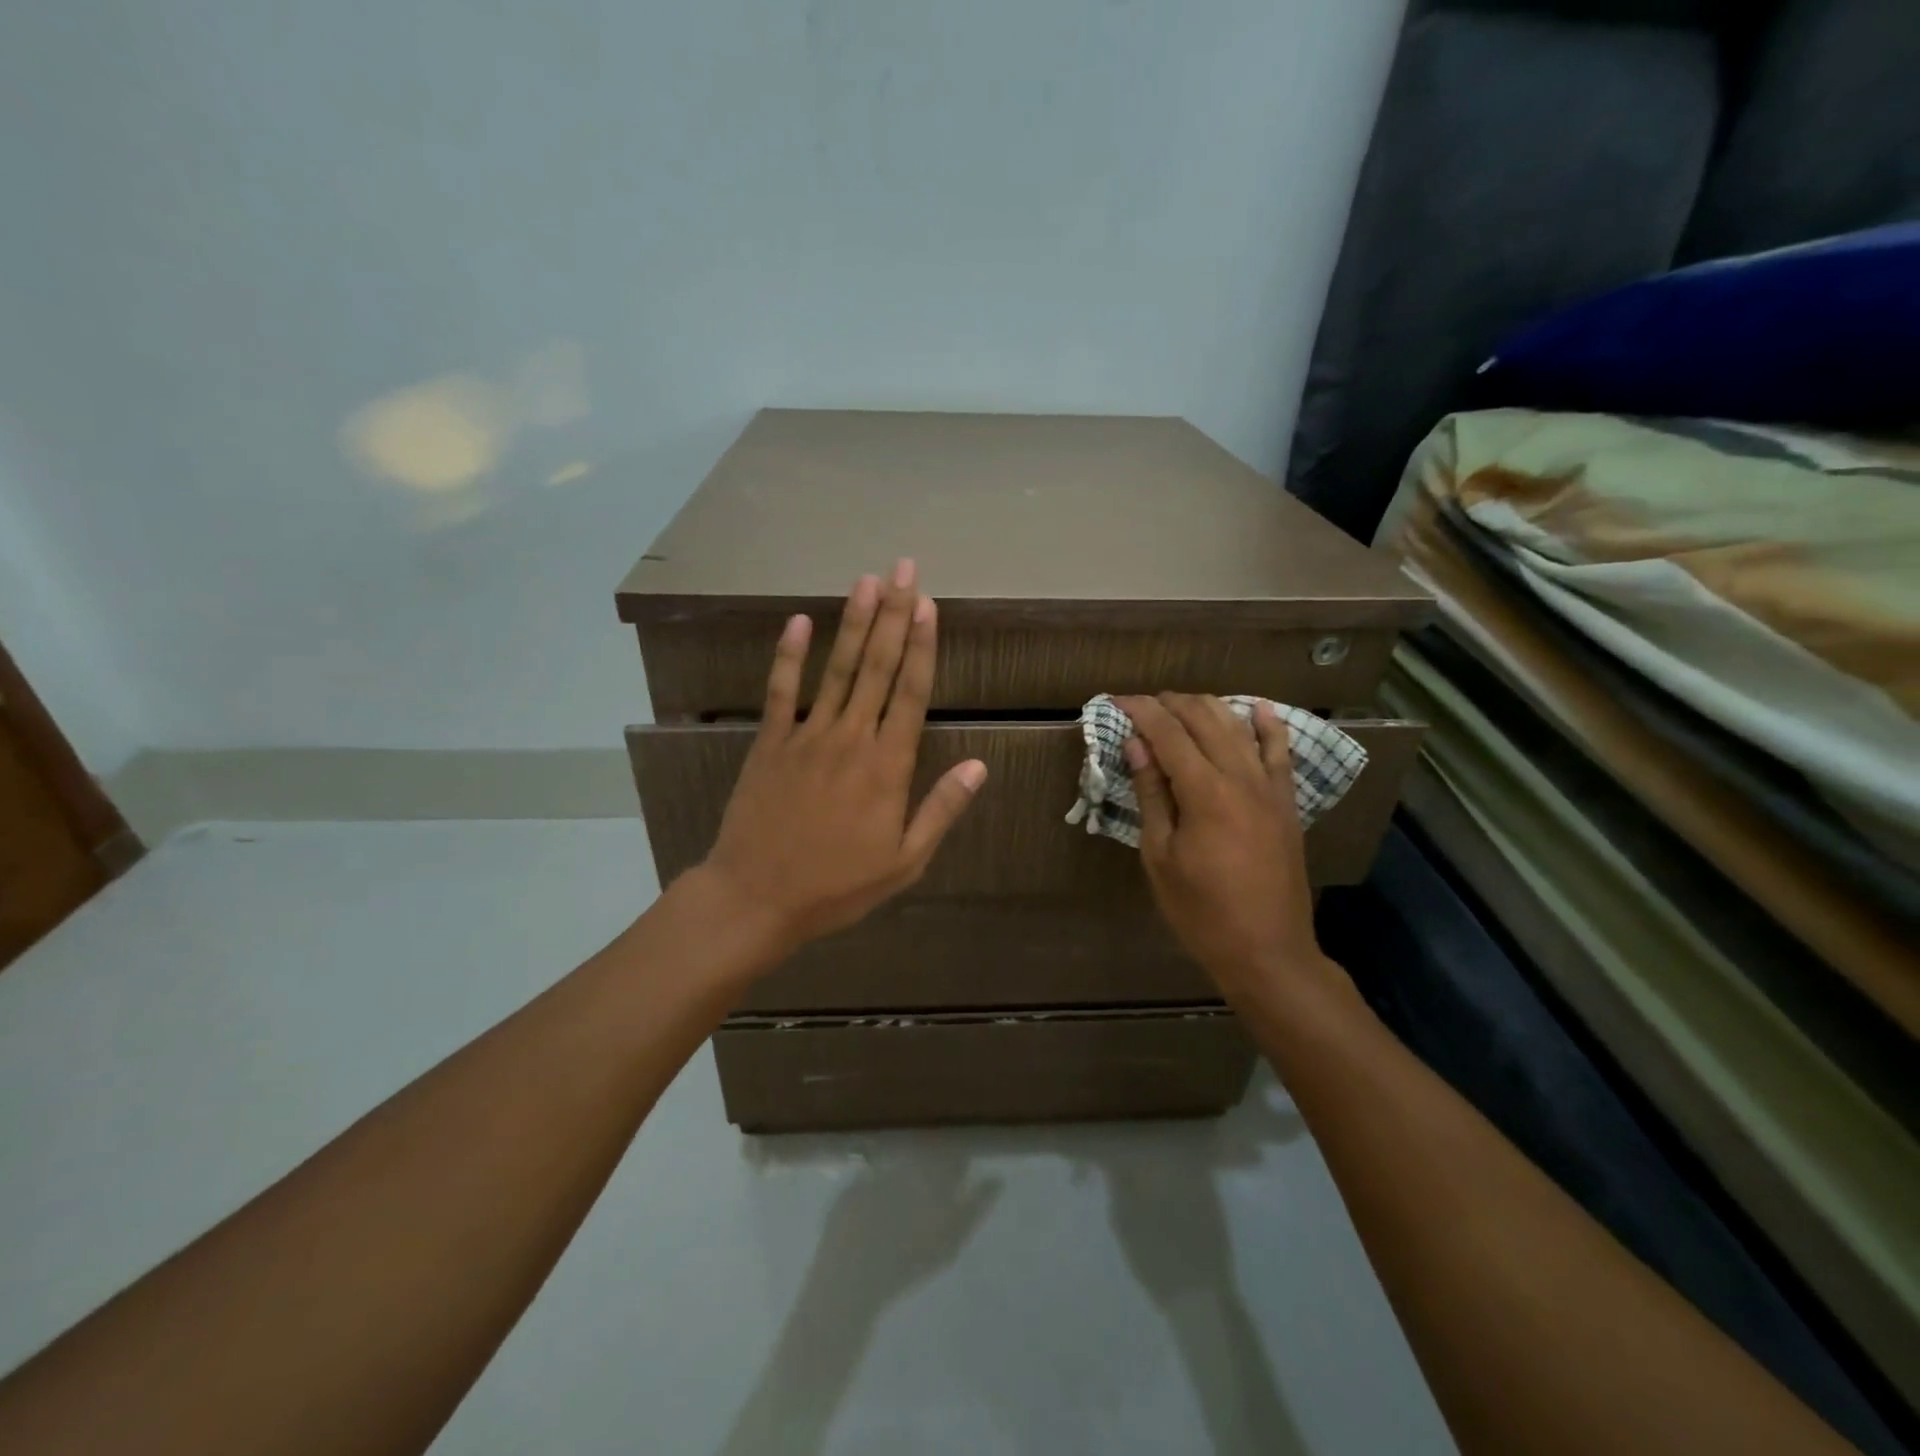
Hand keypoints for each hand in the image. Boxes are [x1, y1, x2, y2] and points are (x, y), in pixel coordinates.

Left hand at [698, 560, 987, 951]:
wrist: (758, 897)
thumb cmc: (837, 885)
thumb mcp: (904, 861)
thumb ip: (941, 809)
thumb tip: (978, 766)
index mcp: (887, 766)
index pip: (910, 693)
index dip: (920, 646)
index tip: (927, 605)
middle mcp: (850, 738)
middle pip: (877, 667)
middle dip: (893, 615)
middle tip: (903, 569)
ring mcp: (806, 736)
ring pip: (836, 669)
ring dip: (853, 623)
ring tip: (866, 581)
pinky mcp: (770, 743)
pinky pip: (780, 692)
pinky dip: (788, 656)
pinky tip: (797, 622)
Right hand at [1115, 694, 1333, 1003]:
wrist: (1266, 950)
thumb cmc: (1200, 910)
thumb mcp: (1160, 856)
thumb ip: (1152, 794)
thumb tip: (1137, 746)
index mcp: (1204, 792)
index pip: (1167, 732)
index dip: (1140, 710)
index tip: (1116, 700)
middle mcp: (1240, 777)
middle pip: (1203, 719)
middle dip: (1170, 704)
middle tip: (1142, 706)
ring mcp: (1269, 788)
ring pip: (1238, 727)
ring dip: (1207, 707)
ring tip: (1179, 704)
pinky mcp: (1286, 802)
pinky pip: (1280, 752)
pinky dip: (1268, 726)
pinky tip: (1257, 708)